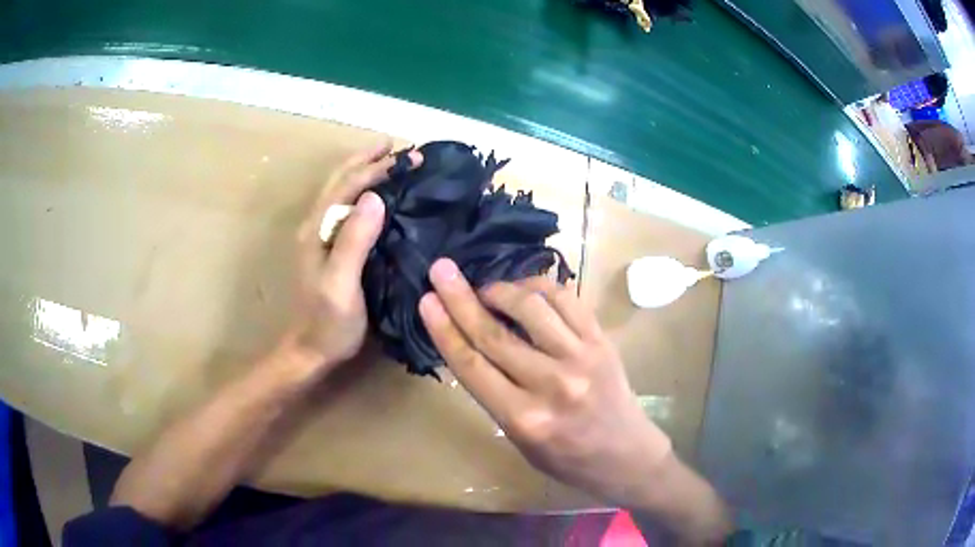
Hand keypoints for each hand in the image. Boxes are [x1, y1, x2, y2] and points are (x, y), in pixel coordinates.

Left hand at [290, 141, 422, 372]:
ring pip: (342, 191)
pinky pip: (347, 208)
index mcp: (318, 229)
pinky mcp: (330, 248)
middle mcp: (316, 225)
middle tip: (399, 147)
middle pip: (340, 180)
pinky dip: (364, 191)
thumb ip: (354, 241)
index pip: (347, 184)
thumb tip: (375, 197)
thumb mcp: (341, 285)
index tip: (411, 158)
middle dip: (368, 159)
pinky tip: (380, 195)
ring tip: (389, 159)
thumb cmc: (329, 323)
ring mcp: (321, 236)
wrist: (312, 350)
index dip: (377, 167)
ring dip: (364, 171)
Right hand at [417, 258, 672, 506]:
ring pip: (531, 307)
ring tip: (487, 289)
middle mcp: (550, 384)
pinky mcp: (601, 341)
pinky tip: (527, 290)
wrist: (625, 455)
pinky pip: (567, 299)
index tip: (427, 299)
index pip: (472, 365)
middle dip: (461, 297)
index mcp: (523, 418)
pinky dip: (540, 287)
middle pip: (494, 333)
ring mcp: (581, 357)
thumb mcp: (519, 439)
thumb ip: (495, 393)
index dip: (444, 328)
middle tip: (441, 270)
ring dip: (501, 289)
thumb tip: (473, 342)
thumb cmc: (566, 457)